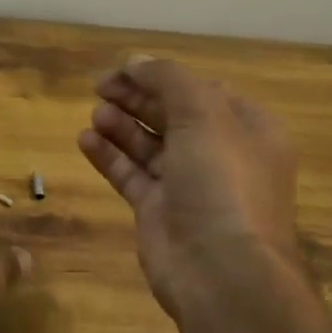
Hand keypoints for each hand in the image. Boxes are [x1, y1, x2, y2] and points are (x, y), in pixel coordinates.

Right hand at [77, 57, 302, 322]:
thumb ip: (167, 79)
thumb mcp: (203, 114)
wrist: (221, 271)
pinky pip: (130, 173)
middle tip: (100, 86)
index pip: (201, 90)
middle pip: (171, 114)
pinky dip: (108, 155)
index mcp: (246, 129)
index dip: (162, 76)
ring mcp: (188, 185)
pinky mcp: (158, 211)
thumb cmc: (221, 182)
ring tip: (96, 113)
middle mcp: (219, 154)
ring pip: (148, 144)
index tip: (124, 69)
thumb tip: (135, 61)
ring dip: (120, 124)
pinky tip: (85, 139)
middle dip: (137, 98)